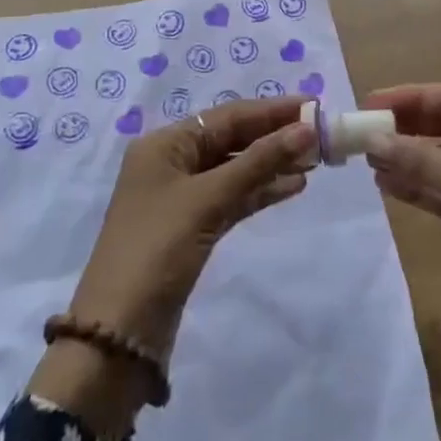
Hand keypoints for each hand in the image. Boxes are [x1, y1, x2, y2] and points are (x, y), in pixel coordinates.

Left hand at [31, 98, 315, 435]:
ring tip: (315, 161)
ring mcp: (181, 198)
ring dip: (271, 164)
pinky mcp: (192, 228)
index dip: (271, 111)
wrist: (119, 334)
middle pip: (231, 140)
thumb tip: (305, 130)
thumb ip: (258, 162)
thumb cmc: (157, 250)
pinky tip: (292, 186)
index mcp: (164, 145)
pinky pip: (232, 198)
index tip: (313, 106)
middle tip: (321, 136)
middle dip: (274, 137)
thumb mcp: (208, 199)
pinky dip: (259, 191)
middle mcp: (171, 163)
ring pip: (235, 169)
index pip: (226, 117)